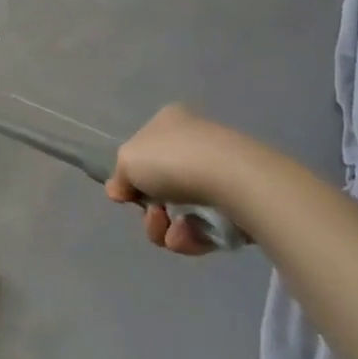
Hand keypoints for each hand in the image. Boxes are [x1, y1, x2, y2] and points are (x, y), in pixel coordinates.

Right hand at [107, 104, 235, 257]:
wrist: (233, 180)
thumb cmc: (173, 160)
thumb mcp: (127, 160)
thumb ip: (119, 177)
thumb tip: (119, 190)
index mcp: (169, 122)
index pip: (144, 151)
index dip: (132, 176)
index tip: (126, 195)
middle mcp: (195, 144)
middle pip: (160, 188)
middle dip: (151, 211)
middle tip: (153, 216)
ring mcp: (219, 175)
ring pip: (180, 212)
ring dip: (166, 228)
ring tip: (172, 231)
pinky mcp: (238, 205)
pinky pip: (205, 227)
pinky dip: (192, 236)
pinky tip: (191, 235)